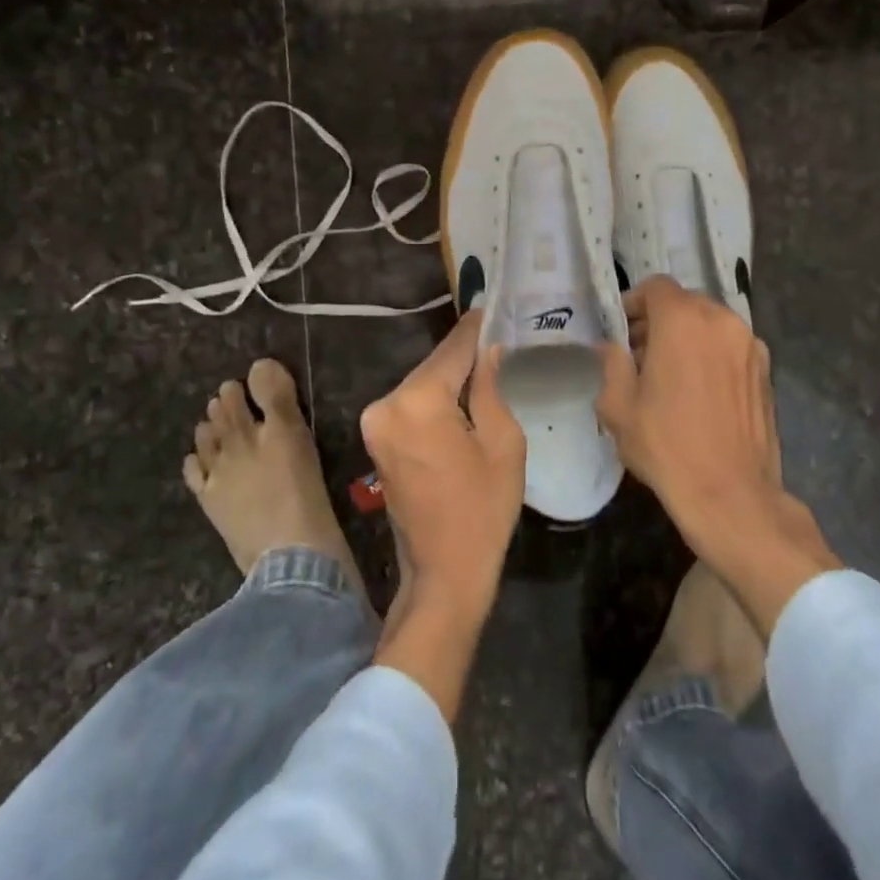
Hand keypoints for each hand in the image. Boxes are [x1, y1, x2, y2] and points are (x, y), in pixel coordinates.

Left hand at [361, 309, 524, 718]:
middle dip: (465, 354)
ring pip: (422, 383)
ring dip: (450, 376)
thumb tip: (488, 352)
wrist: (443, 573)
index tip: (494, 306)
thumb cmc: (483, 510)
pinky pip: (411, 404)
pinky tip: (462, 395)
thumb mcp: (503, 443)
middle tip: (498, 337)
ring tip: (486, 364)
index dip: (477, 328)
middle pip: (434, 365)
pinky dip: (435, 397)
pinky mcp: (376, 437)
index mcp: (419, 401)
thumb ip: (490, 388)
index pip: (453, 349)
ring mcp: (375, 421)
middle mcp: (387, 403)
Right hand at [597, 276, 838, 634]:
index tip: (621, 330)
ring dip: (687, 338)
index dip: (634, 302)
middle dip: (659, 321)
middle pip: (685, 303)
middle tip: (639, 354)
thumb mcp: (618, 407)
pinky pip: (731, 348)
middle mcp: (722, 322)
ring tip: (670, 376)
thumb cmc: (667, 446)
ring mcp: (751, 346)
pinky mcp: (767, 372)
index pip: (656, 287)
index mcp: (684, 321)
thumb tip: (611, 347)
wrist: (731, 495)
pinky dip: (711, 356)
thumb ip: (612, 364)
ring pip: (710, 325)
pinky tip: (699, 393)